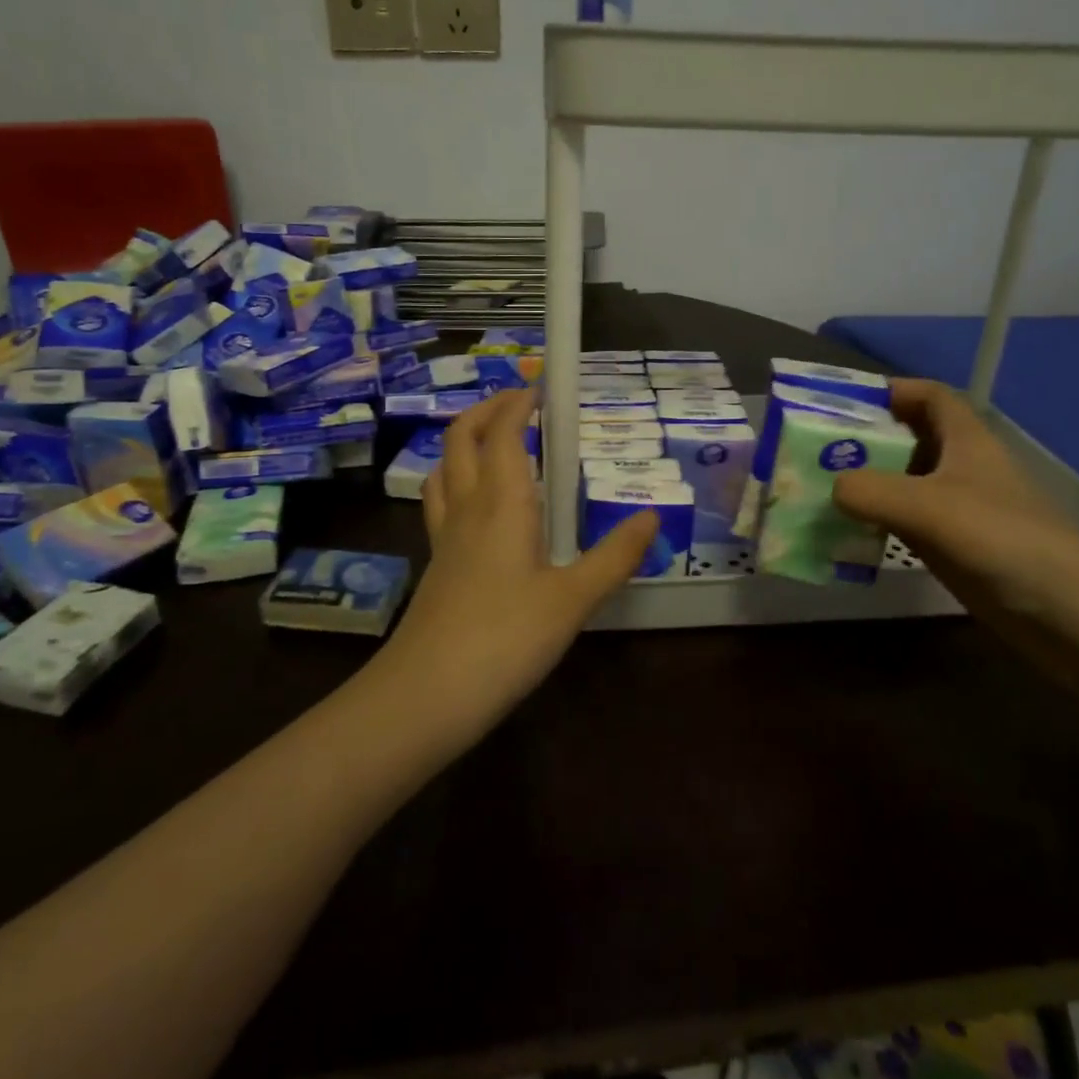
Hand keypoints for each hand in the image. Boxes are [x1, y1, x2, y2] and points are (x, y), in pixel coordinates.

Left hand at [382, 389, 657, 735]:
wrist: (428, 693)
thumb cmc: (506, 638)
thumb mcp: (573, 599)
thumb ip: (614, 556)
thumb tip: (651, 517)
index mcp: (502, 502)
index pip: (504, 433)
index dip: (519, 403)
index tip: (541, 385)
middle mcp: (468, 507)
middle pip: (462, 438)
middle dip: (488, 410)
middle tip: (520, 404)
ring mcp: (445, 536)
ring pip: (444, 467)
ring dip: (466, 442)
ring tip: (496, 443)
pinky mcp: (437, 563)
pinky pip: (442, 502)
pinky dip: (457, 480)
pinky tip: (479, 506)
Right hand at [831, 379, 1078, 626]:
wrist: (1069, 614)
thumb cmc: (1002, 540)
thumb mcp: (929, 507)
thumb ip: (871, 491)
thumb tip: (832, 488)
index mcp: (965, 440)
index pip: (929, 396)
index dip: (891, 391)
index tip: (843, 403)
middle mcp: (960, 468)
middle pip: (908, 439)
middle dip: (865, 440)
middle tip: (815, 450)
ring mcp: (958, 509)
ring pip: (903, 482)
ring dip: (866, 483)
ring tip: (819, 489)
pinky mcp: (953, 546)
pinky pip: (904, 523)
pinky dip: (876, 521)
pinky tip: (846, 533)